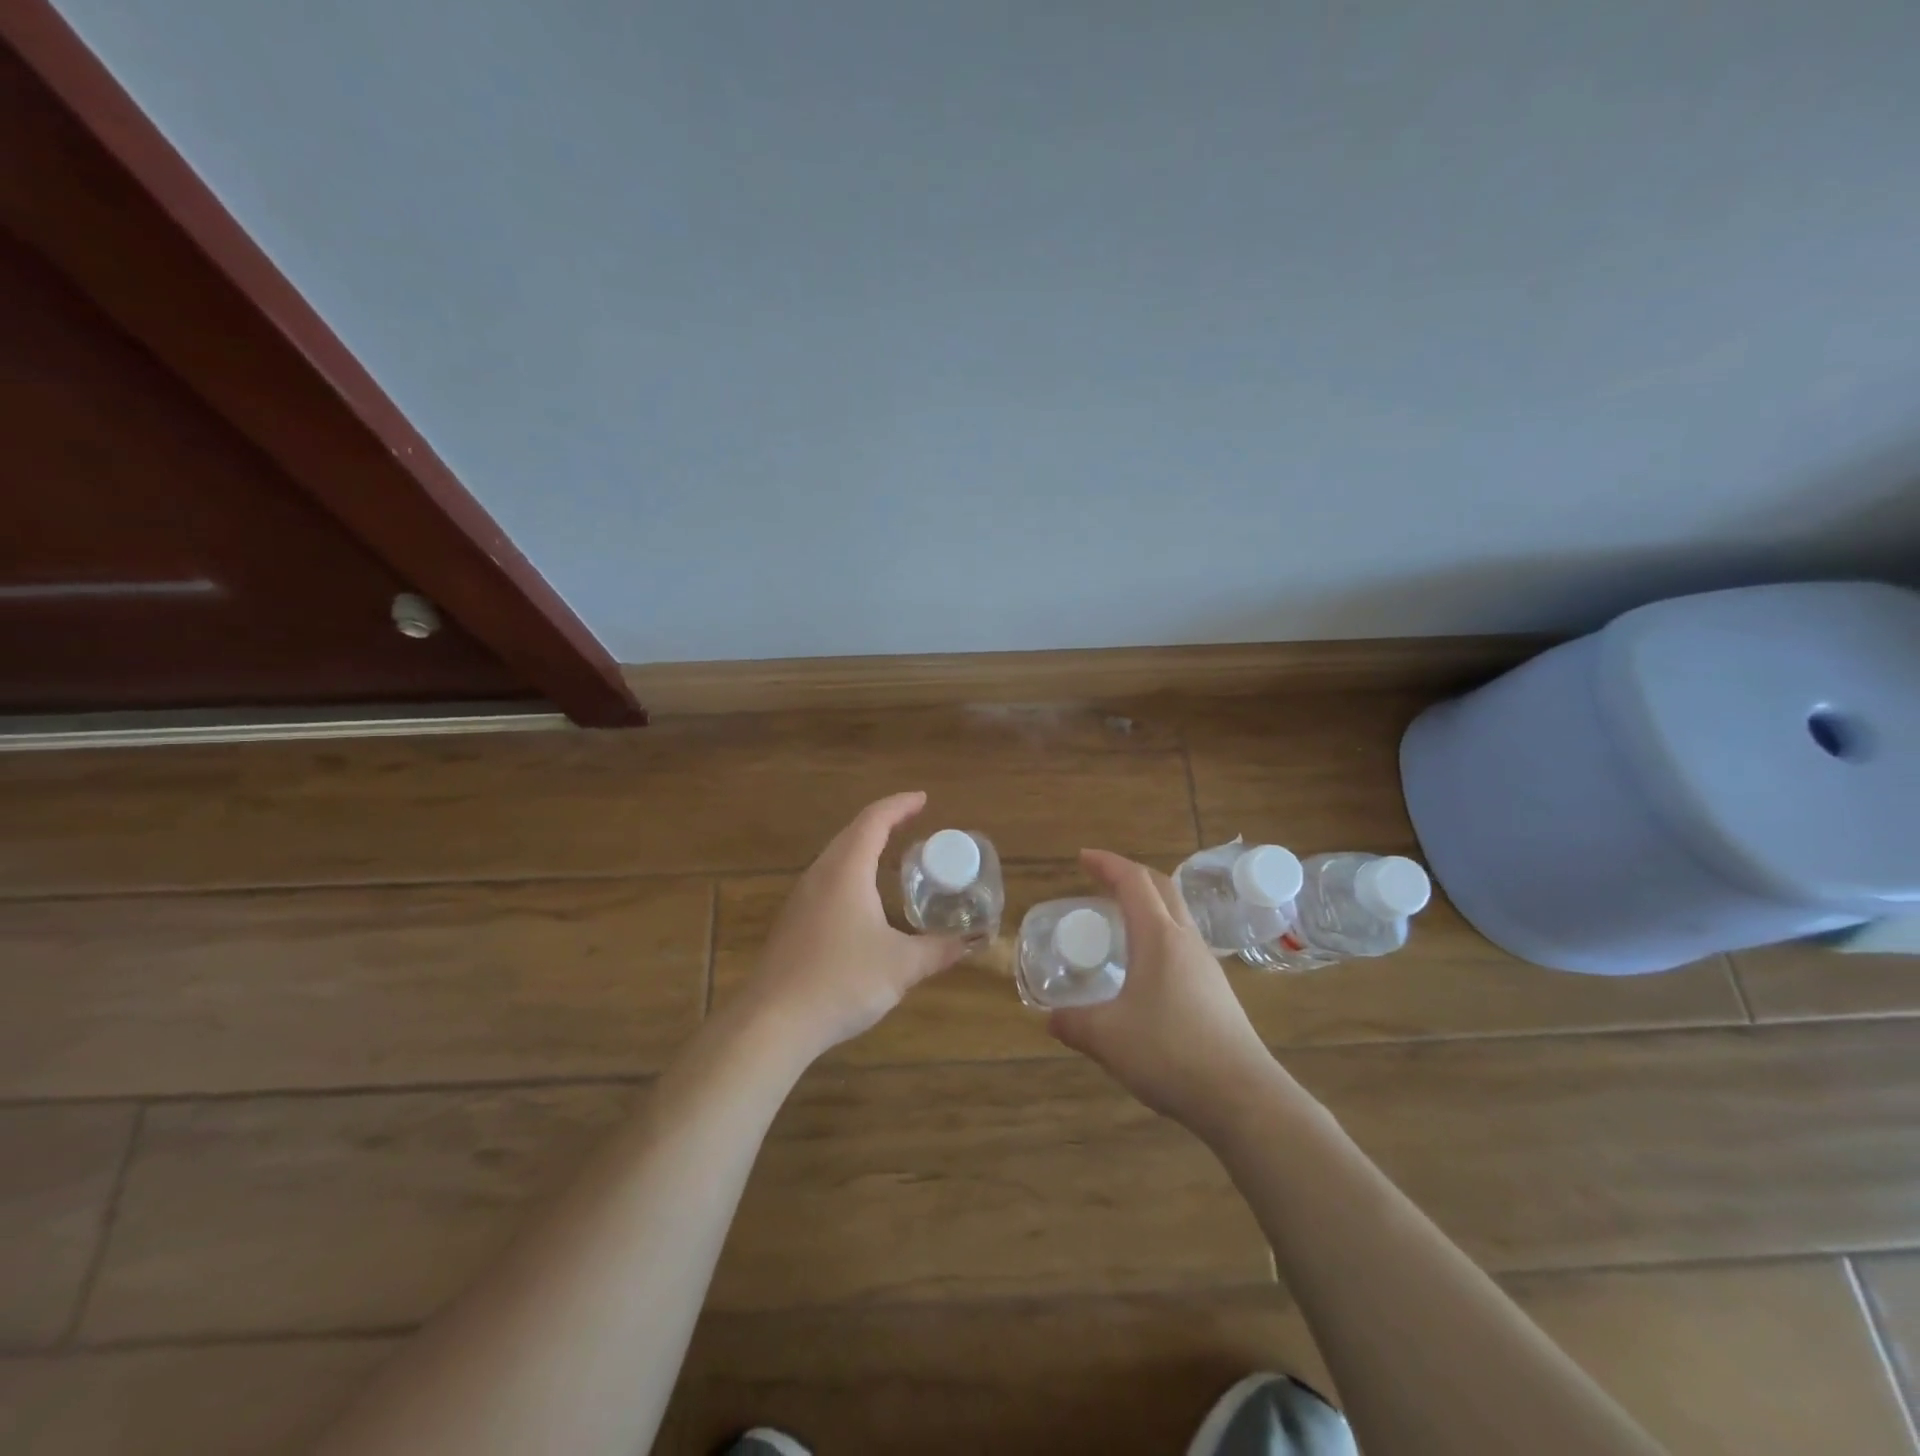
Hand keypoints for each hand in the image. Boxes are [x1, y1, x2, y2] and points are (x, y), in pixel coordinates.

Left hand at [735, 792, 968, 1066]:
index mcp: (846, 871)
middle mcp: (820, 875)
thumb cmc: (841, 981)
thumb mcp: (901, 966)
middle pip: (852, 833)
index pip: (874, 821)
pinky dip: (852, 872)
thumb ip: (939, 950)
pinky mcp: (793, 922)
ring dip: (864, 847)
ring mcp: (801, 898)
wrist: (772, 1022)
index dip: (899, 806)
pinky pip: (827, 880)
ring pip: (836, 857)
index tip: (923, 799)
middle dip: (884, 822)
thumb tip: (973, 941)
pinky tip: (864, 898)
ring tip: (892, 854)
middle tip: (914, 822)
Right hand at [1047, 849, 1278, 1135]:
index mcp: (1159, 938)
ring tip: (1119, 923)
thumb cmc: (1171, 1054)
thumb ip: (1074, 1024)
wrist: (1244, 1097)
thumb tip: (1050, 1019)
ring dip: (1148, 906)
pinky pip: (1183, 945)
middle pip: (1161, 888)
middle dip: (1130, 875)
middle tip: (1100, 880)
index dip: (1107, 863)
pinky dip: (1159, 936)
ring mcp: (1206, 966)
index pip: (1133, 881)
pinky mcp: (1217, 992)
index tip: (1082, 858)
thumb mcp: (1108, 1038)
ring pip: (1176, 916)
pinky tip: (1144, 970)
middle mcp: (1186, 942)